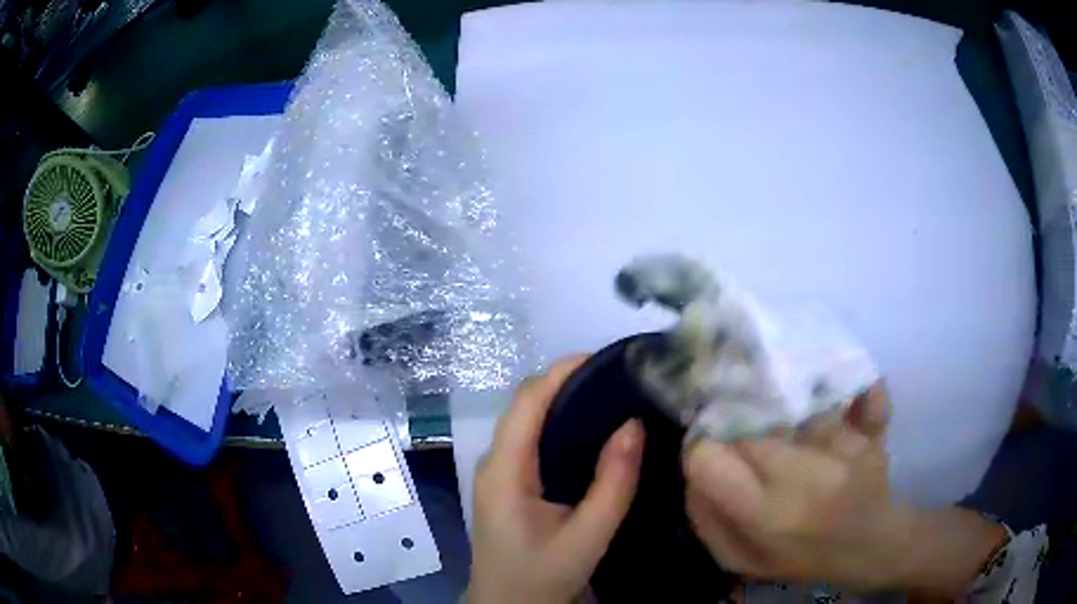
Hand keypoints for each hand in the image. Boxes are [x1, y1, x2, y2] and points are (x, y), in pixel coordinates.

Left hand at [467, 356, 645, 603]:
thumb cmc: (541, 576)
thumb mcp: (586, 536)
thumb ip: (612, 484)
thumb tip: (633, 424)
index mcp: (505, 471)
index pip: (527, 402)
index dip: (561, 372)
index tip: (604, 359)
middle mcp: (494, 462)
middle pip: (525, 405)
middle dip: (566, 382)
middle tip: (619, 378)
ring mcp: (498, 472)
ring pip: (528, 421)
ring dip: (563, 401)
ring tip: (612, 395)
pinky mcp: (508, 483)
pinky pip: (531, 440)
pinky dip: (559, 424)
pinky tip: (591, 430)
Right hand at [683, 384, 914, 590]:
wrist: (868, 548)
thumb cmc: (801, 557)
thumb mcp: (740, 559)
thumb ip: (707, 518)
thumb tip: (694, 467)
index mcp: (766, 516)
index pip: (709, 459)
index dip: (702, 447)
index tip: (711, 448)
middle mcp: (807, 478)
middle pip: (752, 420)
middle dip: (740, 419)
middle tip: (745, 426)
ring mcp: (846, 449)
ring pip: (796, 400)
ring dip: (783, 401)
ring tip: (785, 412)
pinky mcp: (872, 432)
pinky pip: (861, 393)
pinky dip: (855, 385)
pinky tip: (847, 384)